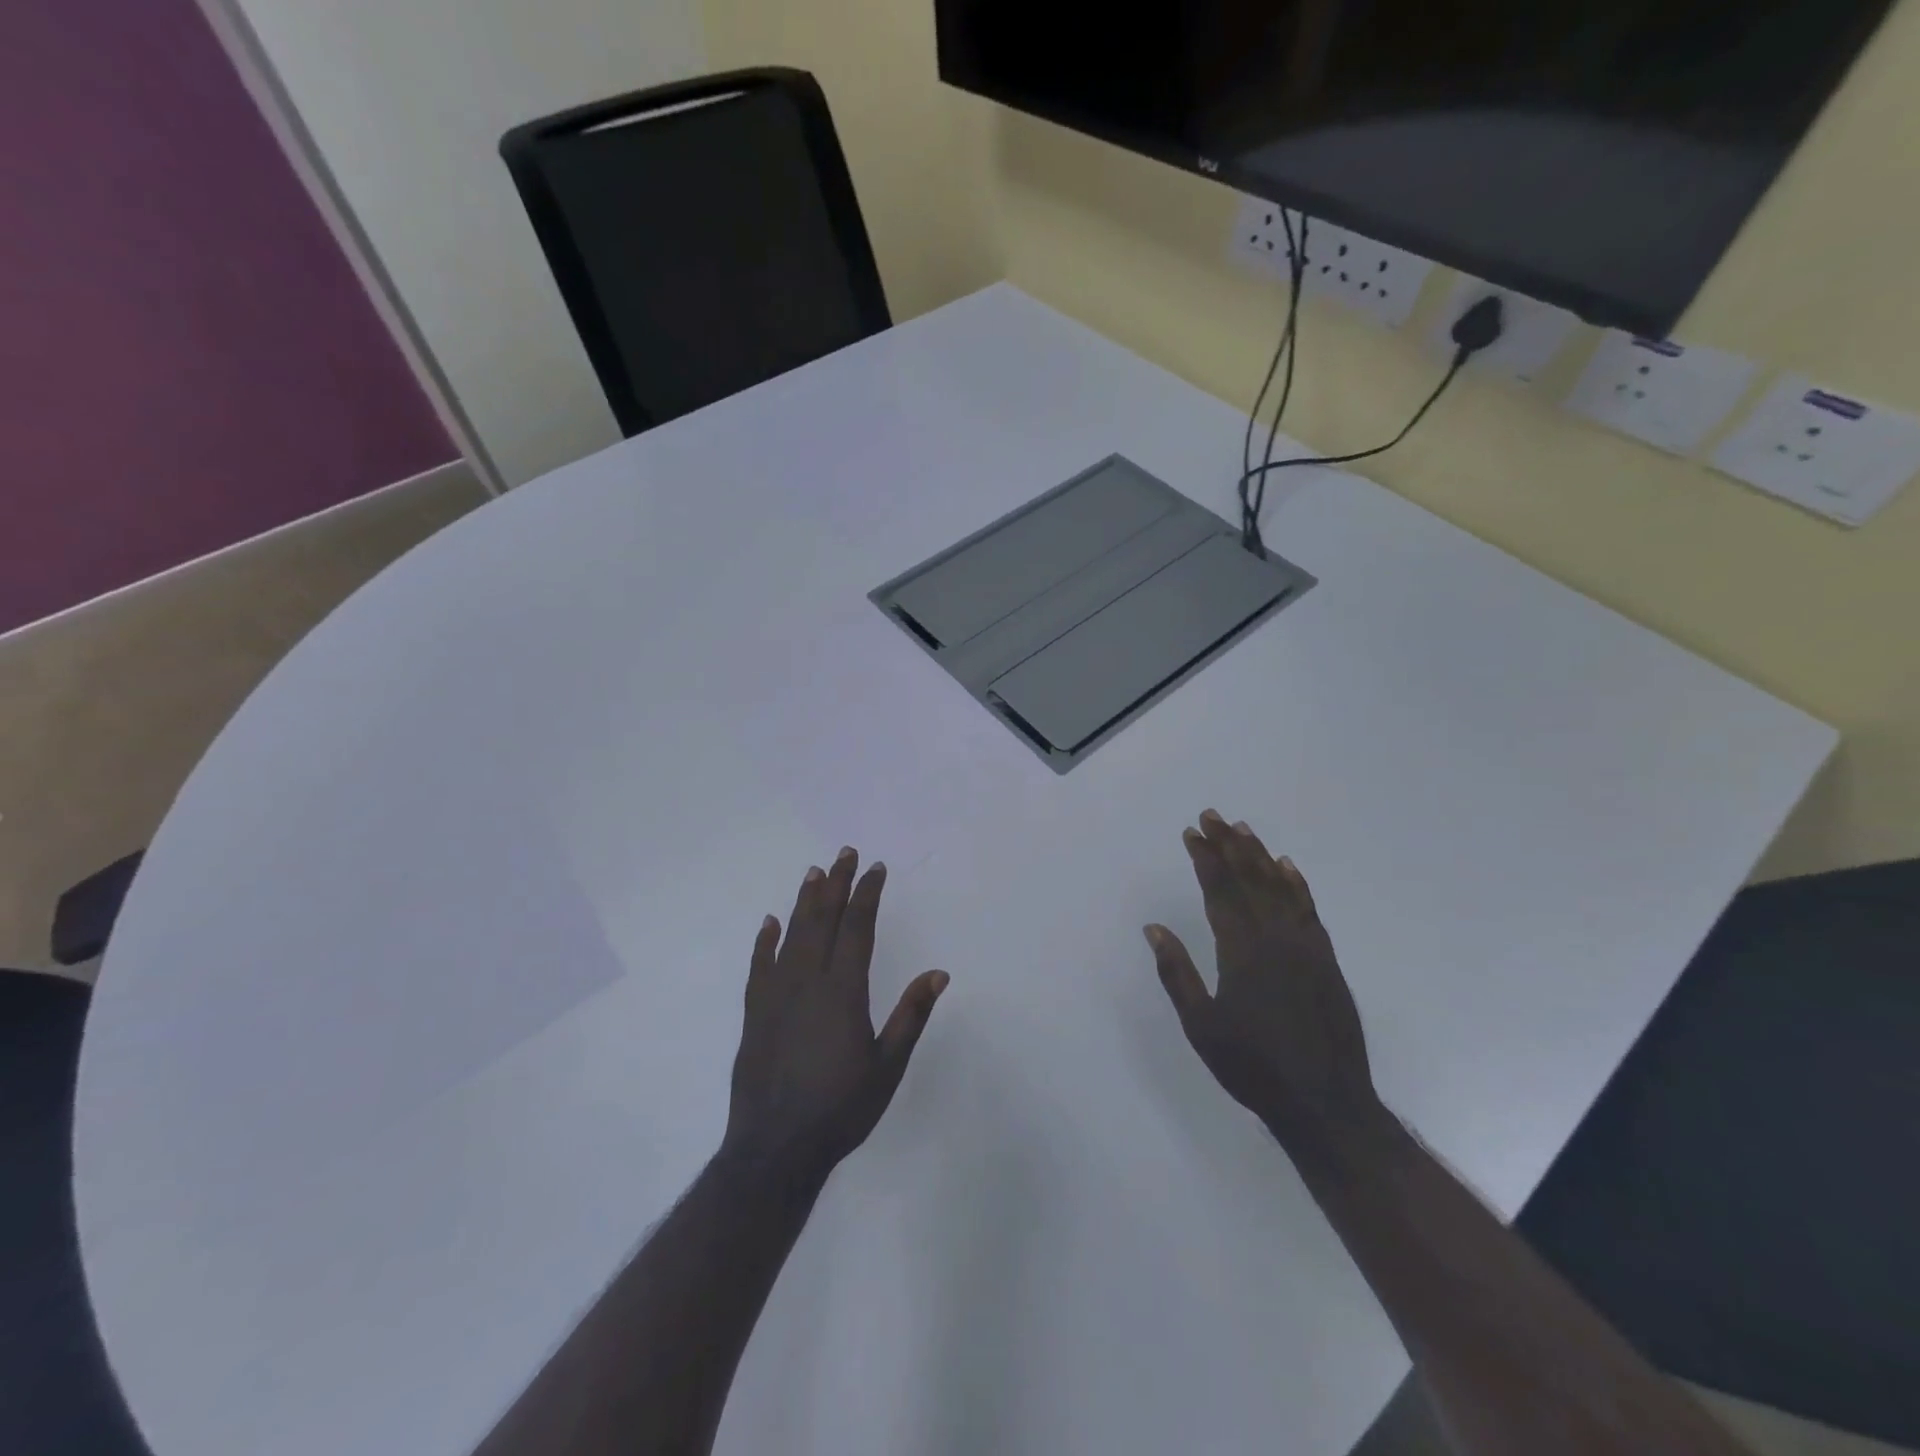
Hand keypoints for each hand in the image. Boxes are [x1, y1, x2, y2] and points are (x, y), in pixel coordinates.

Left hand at [722, 848, 948, 1186]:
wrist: (775, 1148)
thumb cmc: (841, 1108)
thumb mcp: (888, 1067)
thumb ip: (911, 1016)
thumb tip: (938, 973)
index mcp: (843, 991)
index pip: (857, 928)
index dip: (867, 894)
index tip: (875, 868)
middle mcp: (808, 981)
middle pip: (823, 920)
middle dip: (836, 884)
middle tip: (845, 853)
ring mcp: (776, 995)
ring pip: (791, 934)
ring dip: (804, 901)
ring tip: (814, 872)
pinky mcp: (755, 1013)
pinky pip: (760, 965)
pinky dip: (765, 940)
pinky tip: (769, 922)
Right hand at [1146, 810, 1380, 1147]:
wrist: (1326, 1103)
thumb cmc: (1253, 1067)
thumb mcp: (1201, 1026)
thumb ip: (1177, 974)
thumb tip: (1154, 928)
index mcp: (1242, 950)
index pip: (1219, 890)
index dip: (1204, 858)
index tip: (1191, 833)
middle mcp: (1275, 938)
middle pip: (1249, 879)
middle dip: (1227, 846)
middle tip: (1212, 816)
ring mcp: (1306, 946)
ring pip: (1280, 888)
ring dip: (1259, 855)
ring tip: (1243, 830)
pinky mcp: (1326, 960)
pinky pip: (1309, 910)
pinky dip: (1297, 885)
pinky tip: (1288, 868)